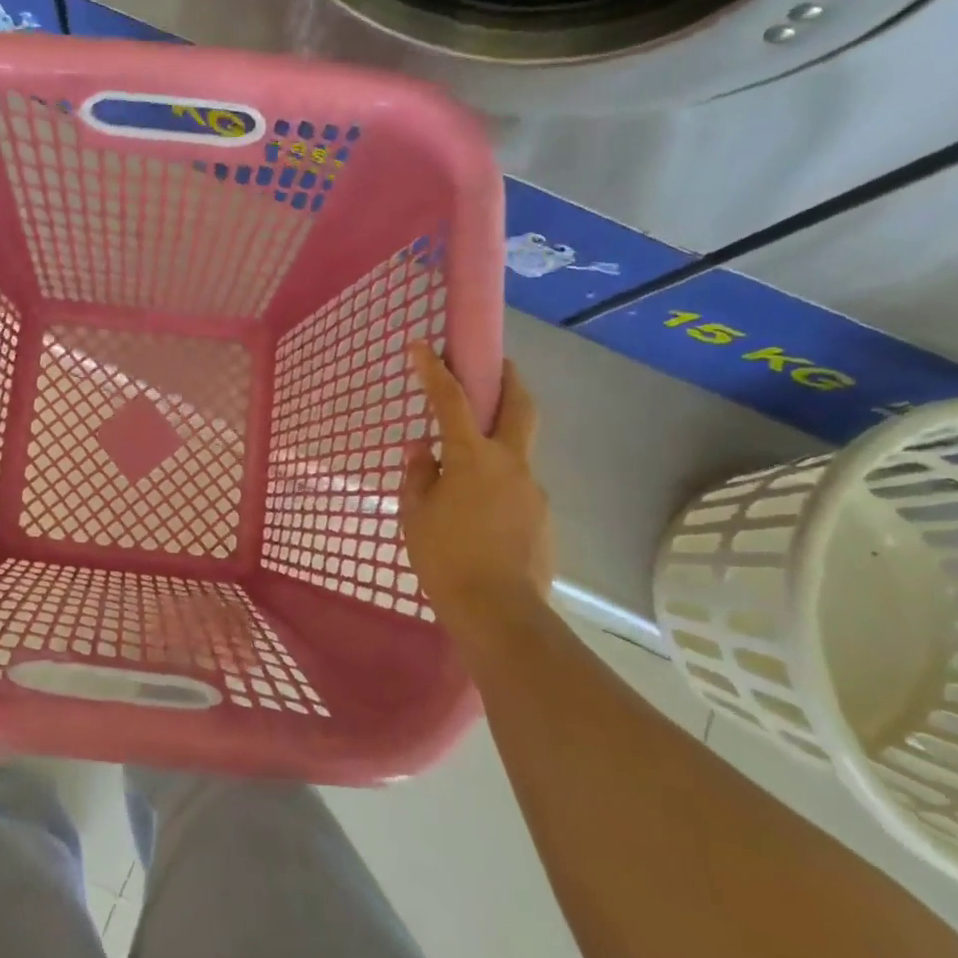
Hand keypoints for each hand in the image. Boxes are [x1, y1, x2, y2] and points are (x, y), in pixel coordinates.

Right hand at [400, 345, 554, 644]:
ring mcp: (533, 490)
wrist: (499, 612)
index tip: (422, 344)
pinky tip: (481, 515)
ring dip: (499, 443)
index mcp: (473, 458)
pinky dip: (500, 485)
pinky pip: (518, 488)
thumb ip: (419, 475)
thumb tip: (422, 449)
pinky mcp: (543, 517)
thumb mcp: (415, 514)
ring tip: (466, 473)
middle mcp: (511, 464)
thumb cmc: (445, 557)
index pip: (451, 400)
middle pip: (519, 406)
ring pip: (518, 451)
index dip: (434, 369)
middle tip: (495, 365)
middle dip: (507, 378)